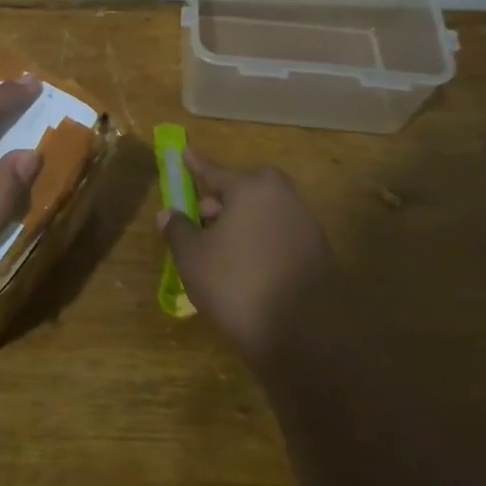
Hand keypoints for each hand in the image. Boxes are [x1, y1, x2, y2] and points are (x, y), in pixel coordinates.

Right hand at [157, 149, 335, 365]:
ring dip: (242, 220)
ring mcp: (304, 223)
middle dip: (222, 197)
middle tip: (202, 215)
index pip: (214, 171)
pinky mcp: (318, 251)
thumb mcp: (193, 258)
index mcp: (250, 188)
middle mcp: (282, 197)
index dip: (194, 165)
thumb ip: (178, 230)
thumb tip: (168, 213)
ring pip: (263, 210)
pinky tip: (246, 265)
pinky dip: (260, 239)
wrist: (304, 333)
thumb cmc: (236, 284)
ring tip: (220, 247)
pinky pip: (279, 232)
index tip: (184, 152)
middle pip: (245, 188)